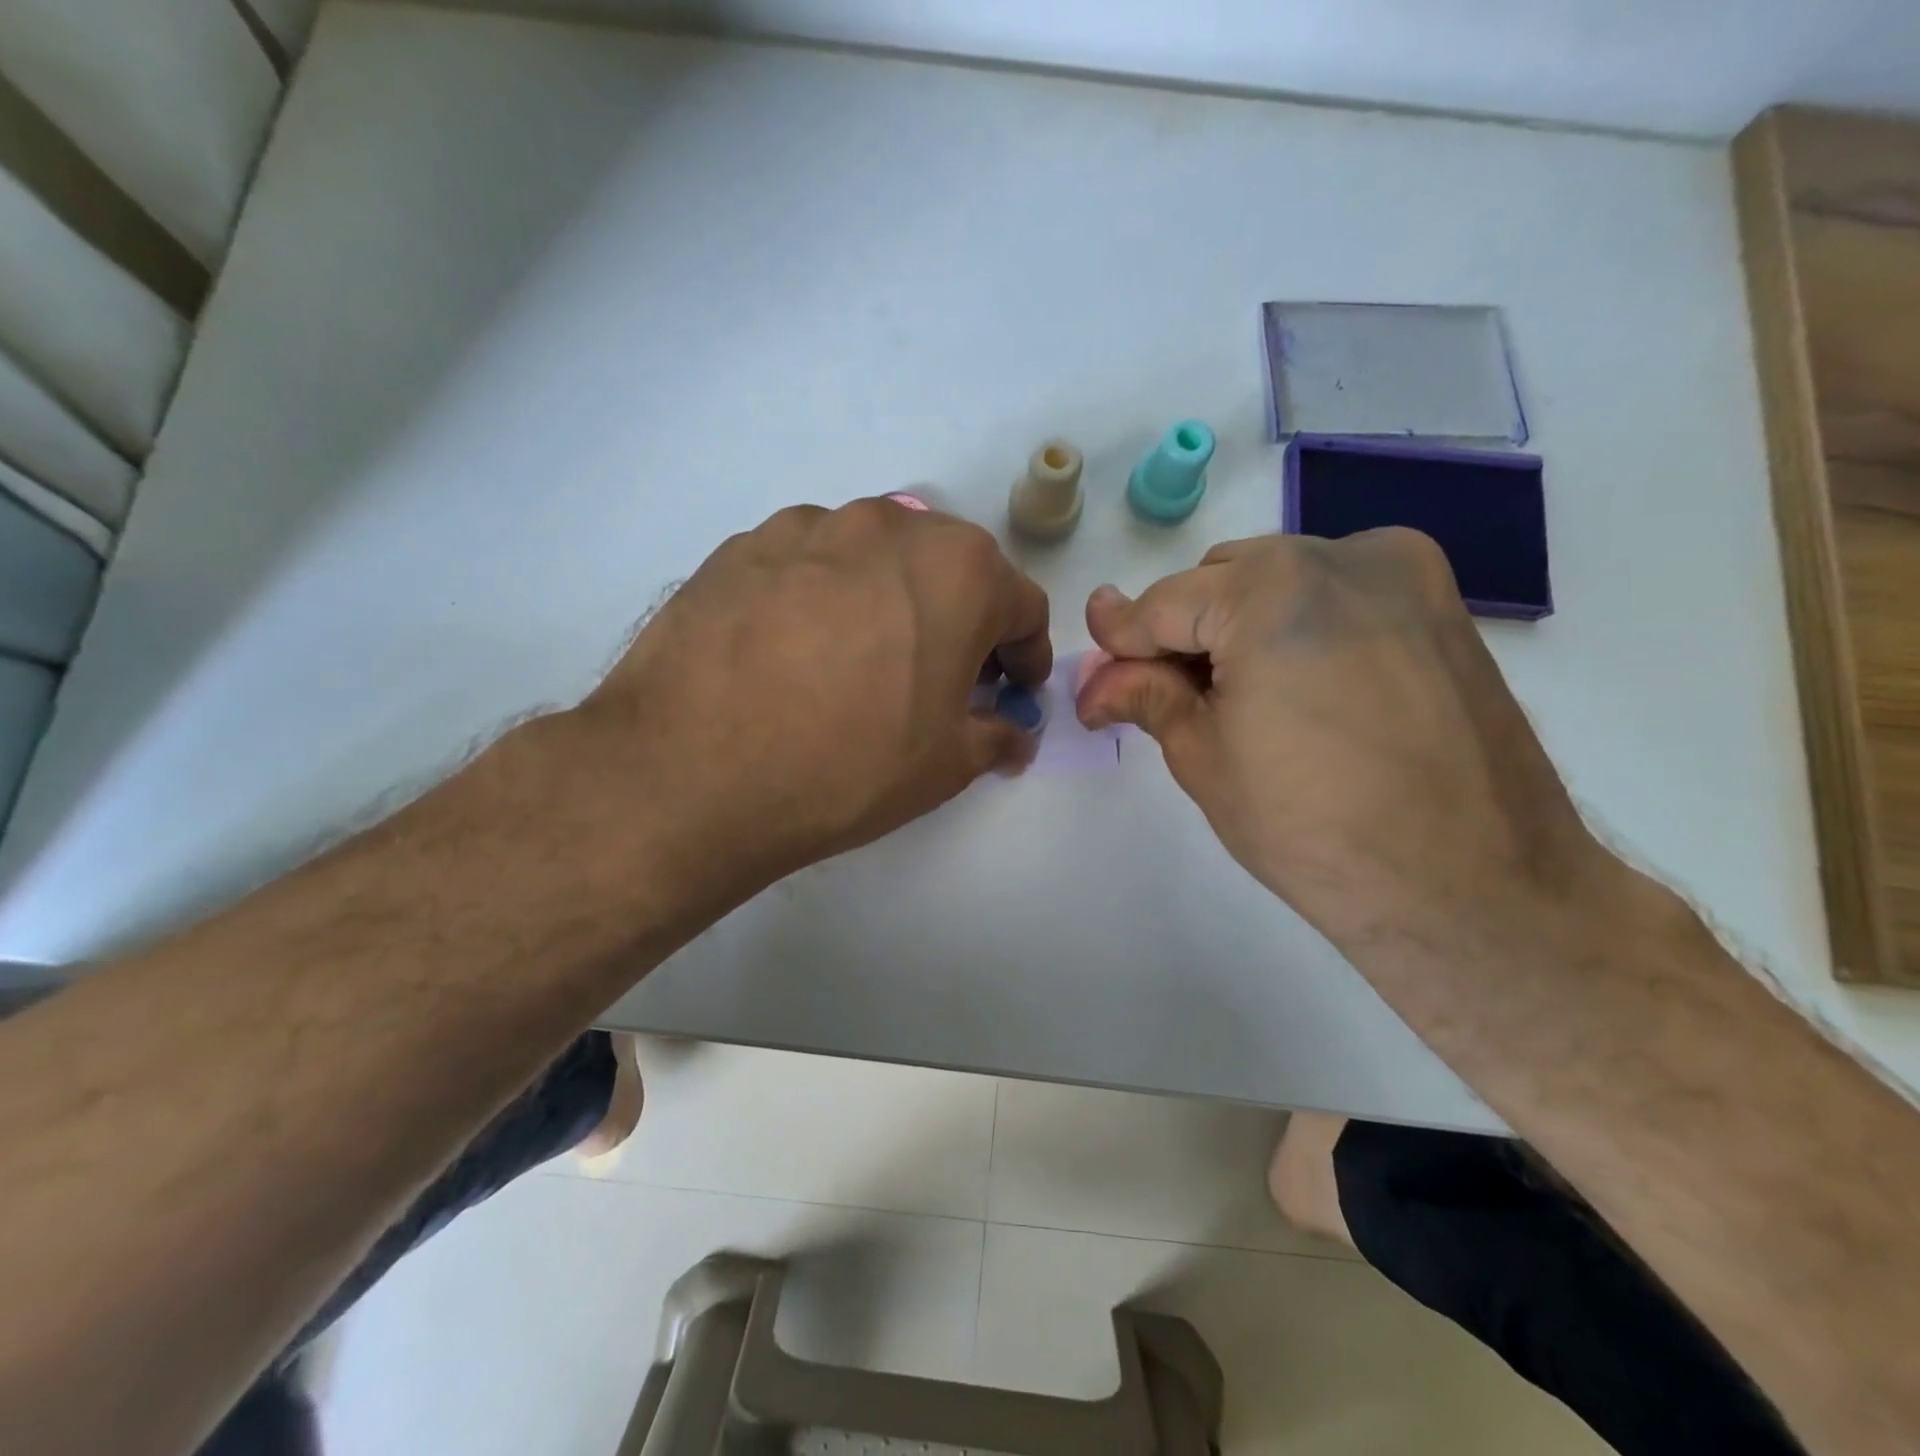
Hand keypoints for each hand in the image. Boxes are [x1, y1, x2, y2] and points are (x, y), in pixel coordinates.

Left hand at [563, 499, 1049, 910]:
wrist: (691, 772)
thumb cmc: (847, 766)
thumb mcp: (946, 766)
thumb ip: (997, 735)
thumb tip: (1013, 732)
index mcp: (959, 570)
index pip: (1020, 605)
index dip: (1025, 655)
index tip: (1011, 692)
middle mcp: (889, 527)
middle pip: (948, 571)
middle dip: (960, 623)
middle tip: (940, 680)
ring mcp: (808, 527)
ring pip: (875, 562)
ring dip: (888, 603)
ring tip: (859, 666)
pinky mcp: (742, 545)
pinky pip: (807, 567)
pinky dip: (821, 600)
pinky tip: (794, 654)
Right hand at [1075, 530, 1615, 948]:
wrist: (1474, 888)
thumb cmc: (1315, 830)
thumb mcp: (1205, 759)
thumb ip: (1145, 696)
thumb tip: (1095, 675)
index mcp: (1271, 592)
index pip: (1164, 603)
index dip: (1120, 639)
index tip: (1095, 670)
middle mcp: (1340, 556)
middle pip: (1220, 580)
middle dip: (1182, 633)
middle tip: (1166, 697)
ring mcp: (1401, 574)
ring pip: (1279, 579)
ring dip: (1239, 625)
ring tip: (1238, 698)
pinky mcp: (1439, 605)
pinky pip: (1337, 591)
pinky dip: (1298, 624)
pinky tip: (1299, 686)